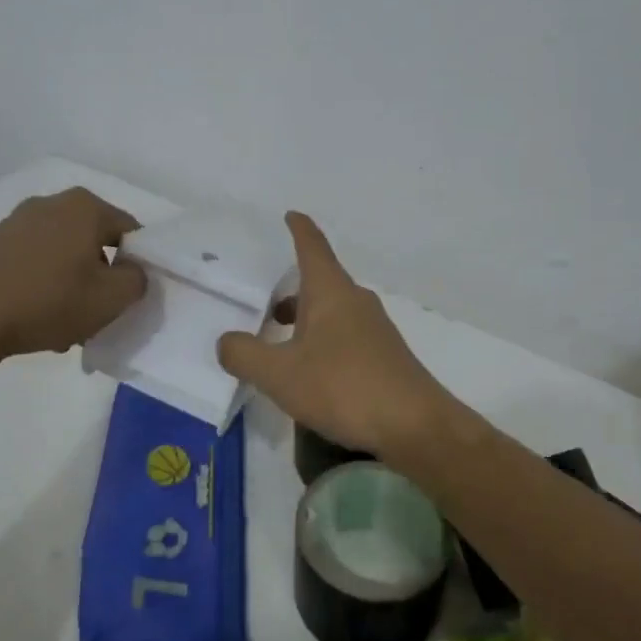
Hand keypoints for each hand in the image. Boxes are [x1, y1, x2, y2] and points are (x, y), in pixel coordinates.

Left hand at [0, 188, 146, 386]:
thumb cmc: (47, 302)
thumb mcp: (111, 299)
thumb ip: (138, 280)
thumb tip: (132, 271)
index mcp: (86, 207)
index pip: (130, 231)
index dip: (137, 264)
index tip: (129, 296)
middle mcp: (52, 203)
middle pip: (95, 241)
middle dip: (101, 275)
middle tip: (98, 312)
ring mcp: (17, 221)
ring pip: (63, 254)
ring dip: (71, 283)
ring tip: (63, 323)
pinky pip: (33, 261)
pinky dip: (42, 284)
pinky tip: (34, 317)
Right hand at [217, 213, 452, 458]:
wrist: (415, 425)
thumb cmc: (343, 386)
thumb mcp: (280, 374)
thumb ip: (245, 355)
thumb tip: (226, 341)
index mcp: (331, 292)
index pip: (312, 247)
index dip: (299, 229)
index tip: (291, 214)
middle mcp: (356, 301)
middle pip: (322, 282)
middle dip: (295, 288)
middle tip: (268, 304)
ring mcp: (375, 329)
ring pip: (334, 311)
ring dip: (308, 319)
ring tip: (282, 343)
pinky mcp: (386, 356)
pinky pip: (347, 336)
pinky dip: (324, 342)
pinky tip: (314, 373)